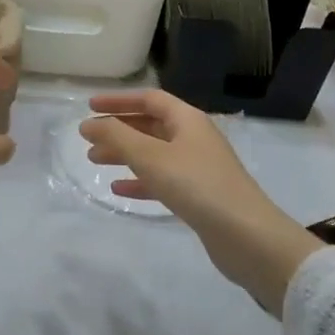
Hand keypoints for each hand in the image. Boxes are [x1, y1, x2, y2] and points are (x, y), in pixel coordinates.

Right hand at [79, 91, 321, 315]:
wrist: (246, 235)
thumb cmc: (196, 186)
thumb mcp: (150, 157)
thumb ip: (116, 137)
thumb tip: (89, 122)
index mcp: (188, 120)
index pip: (149, 99)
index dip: (119, 100)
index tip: (90, 106)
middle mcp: (194, 138)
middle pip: (151, 125)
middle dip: (119, 129)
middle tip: (88, 139)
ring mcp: (199, 167)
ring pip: (154, 153)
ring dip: (125, 154)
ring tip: (95, 161)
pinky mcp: (199, 195)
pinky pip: (163, 179)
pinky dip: (140, 181)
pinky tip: (119, 190)